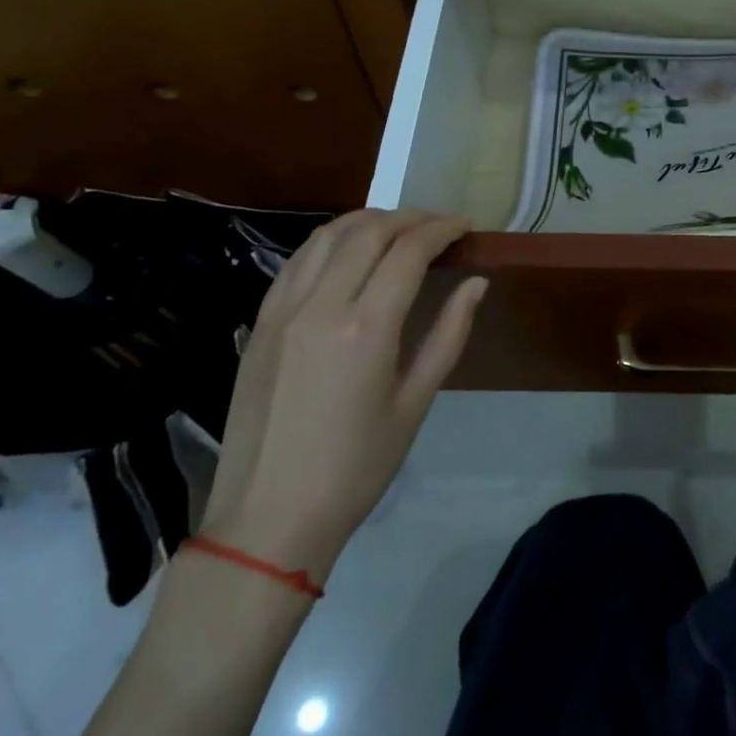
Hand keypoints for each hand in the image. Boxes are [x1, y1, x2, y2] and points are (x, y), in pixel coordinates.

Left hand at [199, 210, 486, 585]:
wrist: (269, 516)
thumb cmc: (357, 467)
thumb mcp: (415, 403)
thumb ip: (448, 334)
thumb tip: (476, 284)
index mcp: (366, 327)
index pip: (408, 252)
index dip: (441, 230)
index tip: (466, 226)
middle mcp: (320, 305)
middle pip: (368, 233)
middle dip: (410, 218)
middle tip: (439, 225)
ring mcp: (282, 311)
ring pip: (327, 237)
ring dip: (368, 221)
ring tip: (398, 228)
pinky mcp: (260, 323)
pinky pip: (297, 261)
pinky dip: (330, 242)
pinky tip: (348, 252)